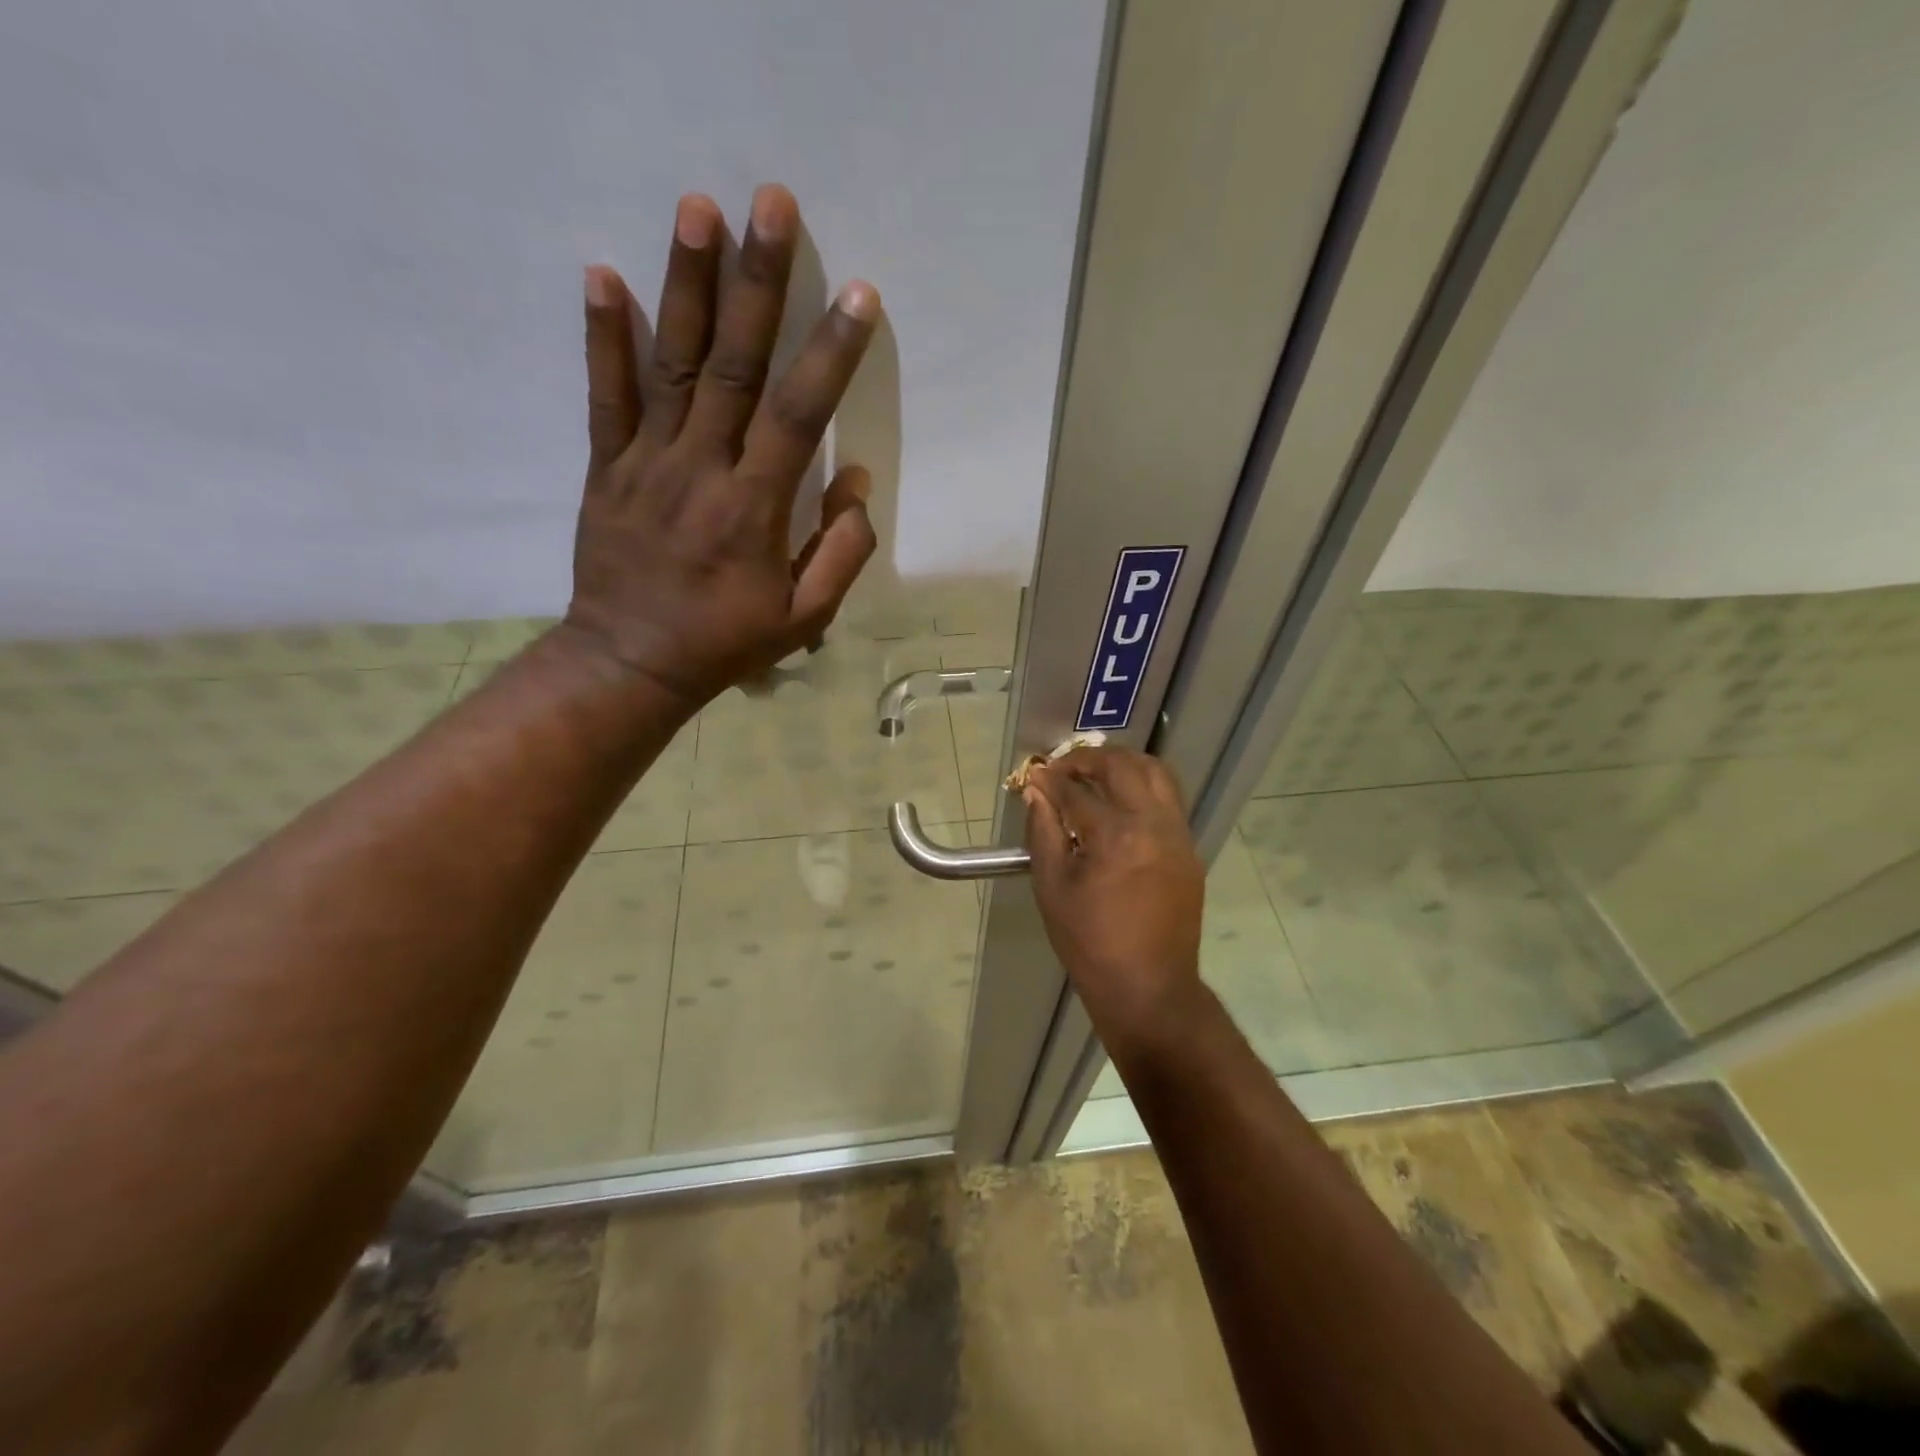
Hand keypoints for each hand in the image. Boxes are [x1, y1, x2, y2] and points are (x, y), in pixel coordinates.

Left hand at [561, 185, 881, 707]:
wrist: (632, 662)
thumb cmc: (727, 641)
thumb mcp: (804, 618)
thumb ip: (840, 552)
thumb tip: (856, 484)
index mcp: (755, 508)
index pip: (800, 416)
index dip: (831, 355)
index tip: (860, 297)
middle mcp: (702, 469)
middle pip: (735, 367)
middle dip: (759, 284)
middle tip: (772, 204)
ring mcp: (648, 463)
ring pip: (671, 365)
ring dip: (687, 285)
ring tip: (698, 208)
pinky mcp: (607, 468)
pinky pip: (605, 396)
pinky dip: (604, 337)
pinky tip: (605, 274)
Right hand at [1022, 748, 1207, 1056]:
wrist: (1148, 988)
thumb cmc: (1090, 943)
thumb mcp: (1052, 888)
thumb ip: (1043, 831)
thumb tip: (1036, 791)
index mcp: (1116, 837)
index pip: (1076, 791)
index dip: (1050, 780)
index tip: (1033, 775)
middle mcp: (1154, 825)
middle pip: (1123, 767)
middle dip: (1089, 759)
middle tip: (1063, 769)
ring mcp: (1178, 836)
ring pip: (1157, 773)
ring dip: (1123, 765)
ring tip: (1095, 775)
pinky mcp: (1189, 850)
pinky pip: (1169, 800)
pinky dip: (1143, 788)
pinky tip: (1120, 804)